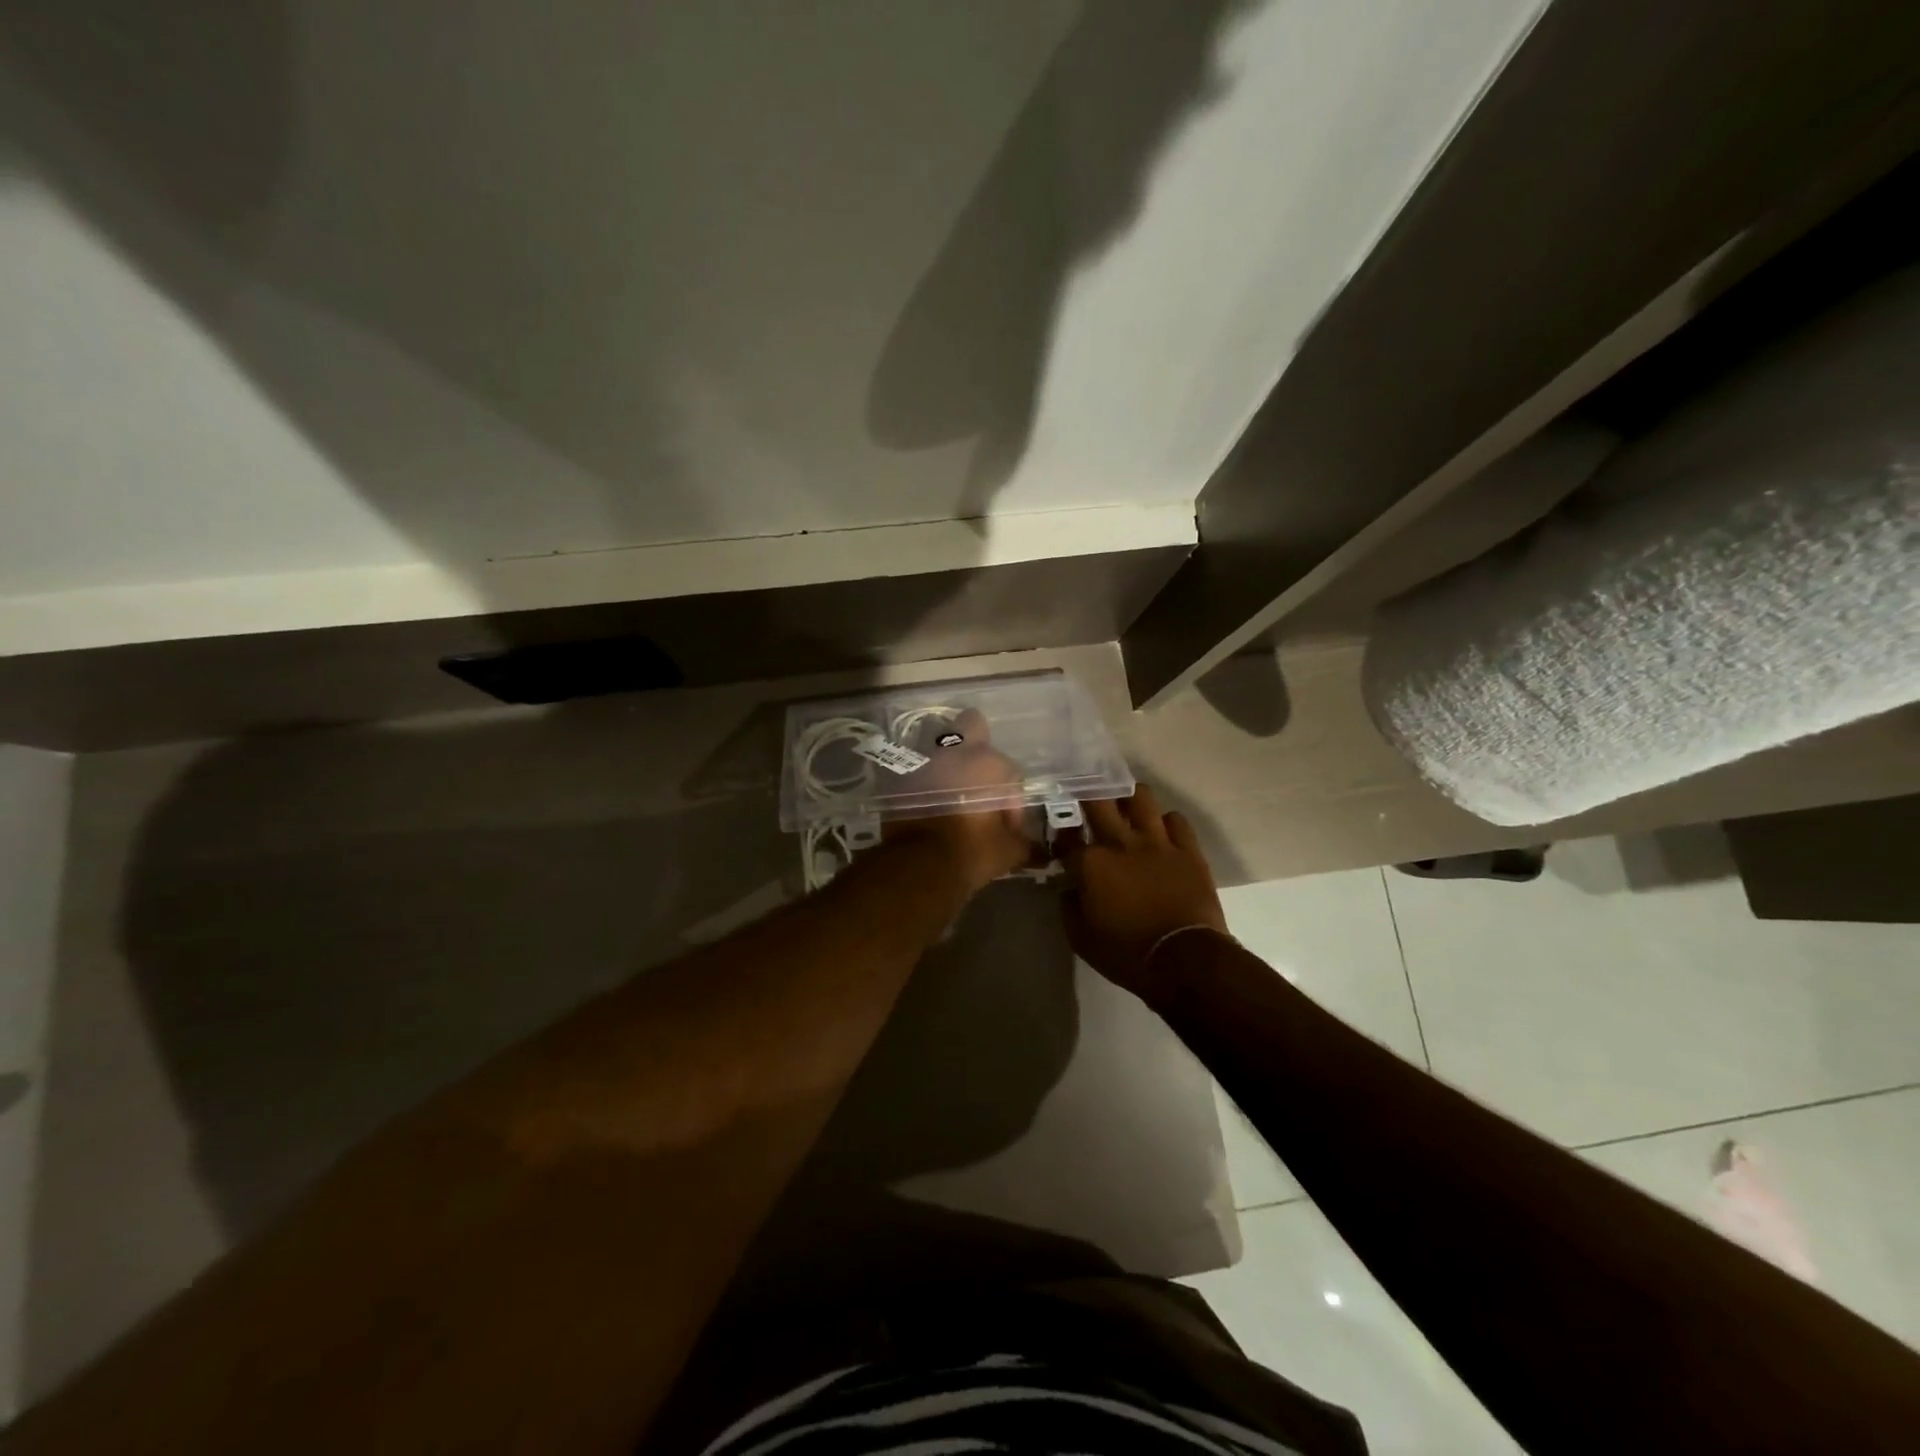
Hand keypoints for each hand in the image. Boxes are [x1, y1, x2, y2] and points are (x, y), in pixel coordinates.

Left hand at [881, 709, 1034, 894]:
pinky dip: (920, 781)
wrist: (918, 864)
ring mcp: (923, 760)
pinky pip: (913, 769)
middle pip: (971, 725)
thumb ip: (1025, 844)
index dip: (1012, 802)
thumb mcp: (1008, 853)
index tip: (1006, 827)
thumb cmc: (971, 851)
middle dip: (977, 744)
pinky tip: (924, 802)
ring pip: (939, 746)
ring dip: (946, 763)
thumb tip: (1036, 850)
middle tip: (978, 777)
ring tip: (949, 791)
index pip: (1011, 774)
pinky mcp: (897, 775)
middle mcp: (956, 752)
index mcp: (989, 763)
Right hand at [1058, 784, 1226, 998]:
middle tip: (1085, 798)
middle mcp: (1121, 842)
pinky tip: (1161, 831)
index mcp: (1090, 863)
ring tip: (1124, 805)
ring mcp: (1157, 842)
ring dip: (1129, 797)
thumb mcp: (1080, 938)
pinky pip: (1176, 820)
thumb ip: (1069, 905)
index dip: (1059, 832)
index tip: (1059, 835)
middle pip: (1098, 800)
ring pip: (1141, 797)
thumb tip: (1070, 887)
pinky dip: (1166, 821)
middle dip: (1087, 794)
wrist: (1184, 961)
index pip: (1066, 835)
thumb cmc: (1126, 953)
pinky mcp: (1188, 850)